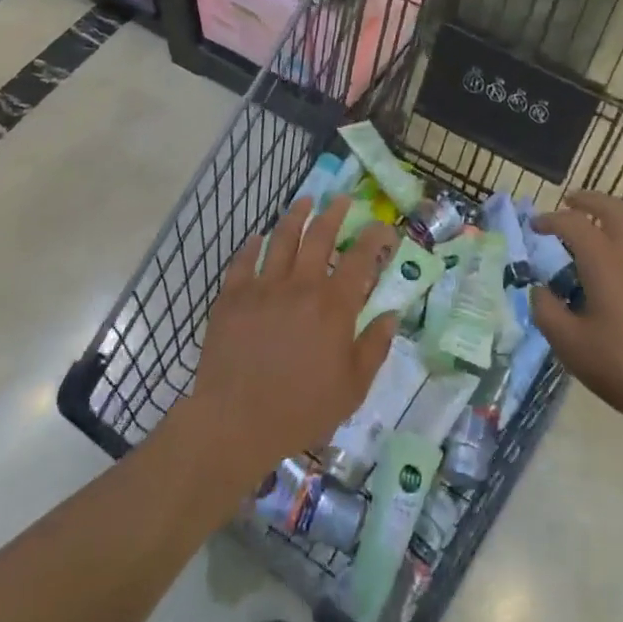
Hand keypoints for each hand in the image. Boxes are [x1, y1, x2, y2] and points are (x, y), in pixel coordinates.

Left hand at [184, 197, 396, 489]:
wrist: (236, 422)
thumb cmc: (301, 410)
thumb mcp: (352, 388)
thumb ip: (374, 347)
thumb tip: (391, 314)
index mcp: (333, 305)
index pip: (361, 257)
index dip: (375, 236)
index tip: (383, 227)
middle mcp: (300, 285)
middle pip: (319, 235)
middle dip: (333, 212)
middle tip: (340, 199)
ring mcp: (263, 286)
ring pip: (281, 237)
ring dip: (295, 215)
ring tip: (304, 202)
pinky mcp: (232, 296)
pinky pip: (243, 260)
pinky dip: (252, 244)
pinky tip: (257, 237)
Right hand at [529, 191, 622, 439]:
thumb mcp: (571, 346)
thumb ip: (546, 311)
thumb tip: (539, 289)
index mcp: (605, 261)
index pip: (573, 224)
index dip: (550, 220)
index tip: (536, 227)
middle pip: (613, 209)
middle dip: (589, 200)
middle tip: (572, 202)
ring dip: (621, 209)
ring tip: (607, 213)